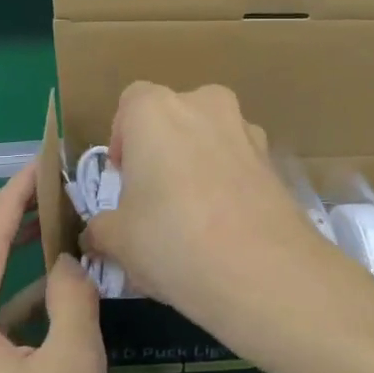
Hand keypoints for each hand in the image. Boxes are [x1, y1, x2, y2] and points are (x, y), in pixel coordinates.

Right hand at [84, 82, 339, 337]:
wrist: (263, 269)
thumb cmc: (172, 241)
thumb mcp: (118, 241)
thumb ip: (101, 228)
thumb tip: (97, 234)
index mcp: (156, 110)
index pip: (131, 103)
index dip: (123, 139)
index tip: (124, 179)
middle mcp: (205, 105)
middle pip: (176, 117)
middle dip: (164, 149)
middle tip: (156, 198)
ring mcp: (247, 129)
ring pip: (213, 137)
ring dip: (200, 163)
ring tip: (195, 216)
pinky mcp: (276, 161)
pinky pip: (241, 163)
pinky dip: (231, 182)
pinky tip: (228, 226)